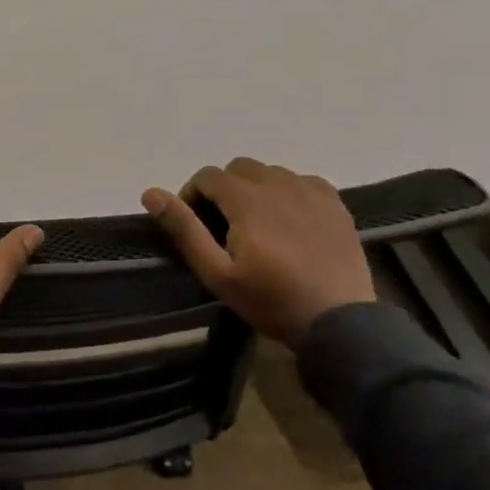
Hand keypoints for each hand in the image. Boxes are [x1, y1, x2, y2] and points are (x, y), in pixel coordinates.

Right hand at [142, 158, 375, 345]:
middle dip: (223, 188)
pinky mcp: (336, 205)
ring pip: (271, 172)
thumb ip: (184, 229)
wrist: (339, 322)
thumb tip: (151, 193)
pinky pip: (302, 181)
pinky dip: (288, 192)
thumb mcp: (216, 272)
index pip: (208, 176)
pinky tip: (289, 219)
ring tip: (256, 223)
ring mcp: (311, 192)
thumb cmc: (270, 299)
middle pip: (239, 167)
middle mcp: (279, 185)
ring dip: (255, 188)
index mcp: (247, 199)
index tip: (194, 223)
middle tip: (222, 223)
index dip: (193, 194)